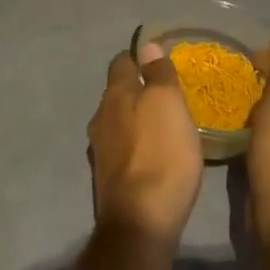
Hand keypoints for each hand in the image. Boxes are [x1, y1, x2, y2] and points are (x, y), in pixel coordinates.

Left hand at [88, 42, 203, 248]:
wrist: (139, 223)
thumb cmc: (160, 154)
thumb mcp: (168, 104)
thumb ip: (158, 73)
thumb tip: (146, 45)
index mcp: (115, 95)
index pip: (122, 62)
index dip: (139, 57)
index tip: (158, 61)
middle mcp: (100, 117)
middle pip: (118, 92)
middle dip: (138, 89)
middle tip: (167, 95)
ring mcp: (100, 149)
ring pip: (118, 121)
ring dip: (136, 119)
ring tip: (163, 125)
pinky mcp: (107, 177)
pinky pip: (122, 148)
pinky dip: (136, 145)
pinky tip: (153, 155)